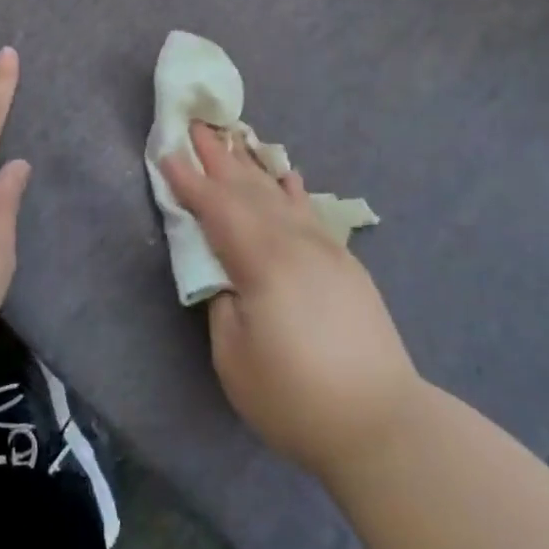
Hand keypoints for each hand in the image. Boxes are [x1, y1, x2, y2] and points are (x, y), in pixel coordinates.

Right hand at [162, 123, 418, 483]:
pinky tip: (287, 175)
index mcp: (263, 262)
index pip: (217, 210)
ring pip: (280, 195)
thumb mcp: (234, 357)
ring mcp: (324, 250)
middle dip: (219, 158)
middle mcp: (295, 243)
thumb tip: (224, 272)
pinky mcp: (344, 264)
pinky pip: (310, 212)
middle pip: (248, 191)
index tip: (166, 152)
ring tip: (235, 138)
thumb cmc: (295, 396)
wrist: (382, 423)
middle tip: (197, 125)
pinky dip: (292, 190)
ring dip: (252, 166)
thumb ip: (222, 301)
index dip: (189, 182)